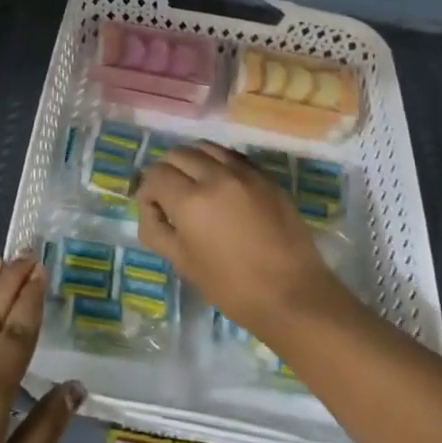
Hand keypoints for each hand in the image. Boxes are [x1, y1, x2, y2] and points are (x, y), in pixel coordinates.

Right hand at [136, 141, 345, 333]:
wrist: (293, 295)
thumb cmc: (232, 287)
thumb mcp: (183, 263)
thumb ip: (156, 230)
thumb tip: (150, 209)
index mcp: (191, 200)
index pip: (156, 174)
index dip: (148, 192)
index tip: (155, 210)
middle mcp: (216, 176)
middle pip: (178, 154)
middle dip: (167, 172)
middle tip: (172, 198)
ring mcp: (245, 173)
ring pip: (206, 147)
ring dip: (193, 161)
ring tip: (196, 186)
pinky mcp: (267, 178)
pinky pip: (233, 157)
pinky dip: (219, 164)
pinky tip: (222, 187)